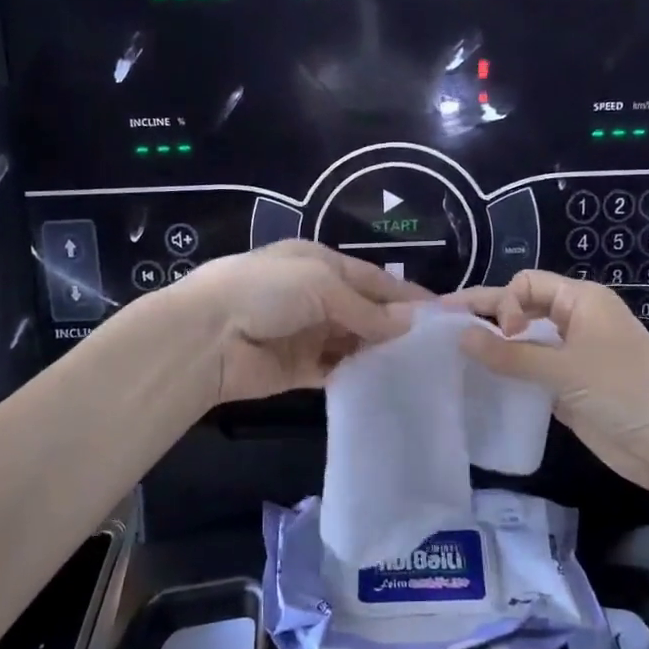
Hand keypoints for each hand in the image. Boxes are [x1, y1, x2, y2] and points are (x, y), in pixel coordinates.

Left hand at [162, 241, 428, 403]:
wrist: (206, 337)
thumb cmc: (265, 292)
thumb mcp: (320, 284)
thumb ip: (365, 308)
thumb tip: (409, 325)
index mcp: (319, 264)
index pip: (372, 278)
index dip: (405, 294)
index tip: (442, 314)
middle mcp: (315, 296)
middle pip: (365, 311)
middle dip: (396, 326)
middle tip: (437, 348)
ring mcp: (306, 334)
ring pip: (353, 343)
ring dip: (380, 352)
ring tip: (420, 368)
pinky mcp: (298, 369)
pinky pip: (336, 371)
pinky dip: (358, 376)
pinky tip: (386, 384)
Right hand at [448, 270, 648, 494]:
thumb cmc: (625, 391)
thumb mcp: (565, 369)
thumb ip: (511, 354)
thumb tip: (460, 336)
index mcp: (581, 301)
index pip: (526, 284)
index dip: (505, 303)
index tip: (503, 334)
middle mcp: (574, 322)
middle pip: (521, 309)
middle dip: (485, 315)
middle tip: (440, 322)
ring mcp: (571, 356)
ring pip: (523, 342)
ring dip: (493, 346)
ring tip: (451, 354)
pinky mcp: (568, 388)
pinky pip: (530, 372)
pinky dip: (506, 374)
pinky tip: (479, 382)